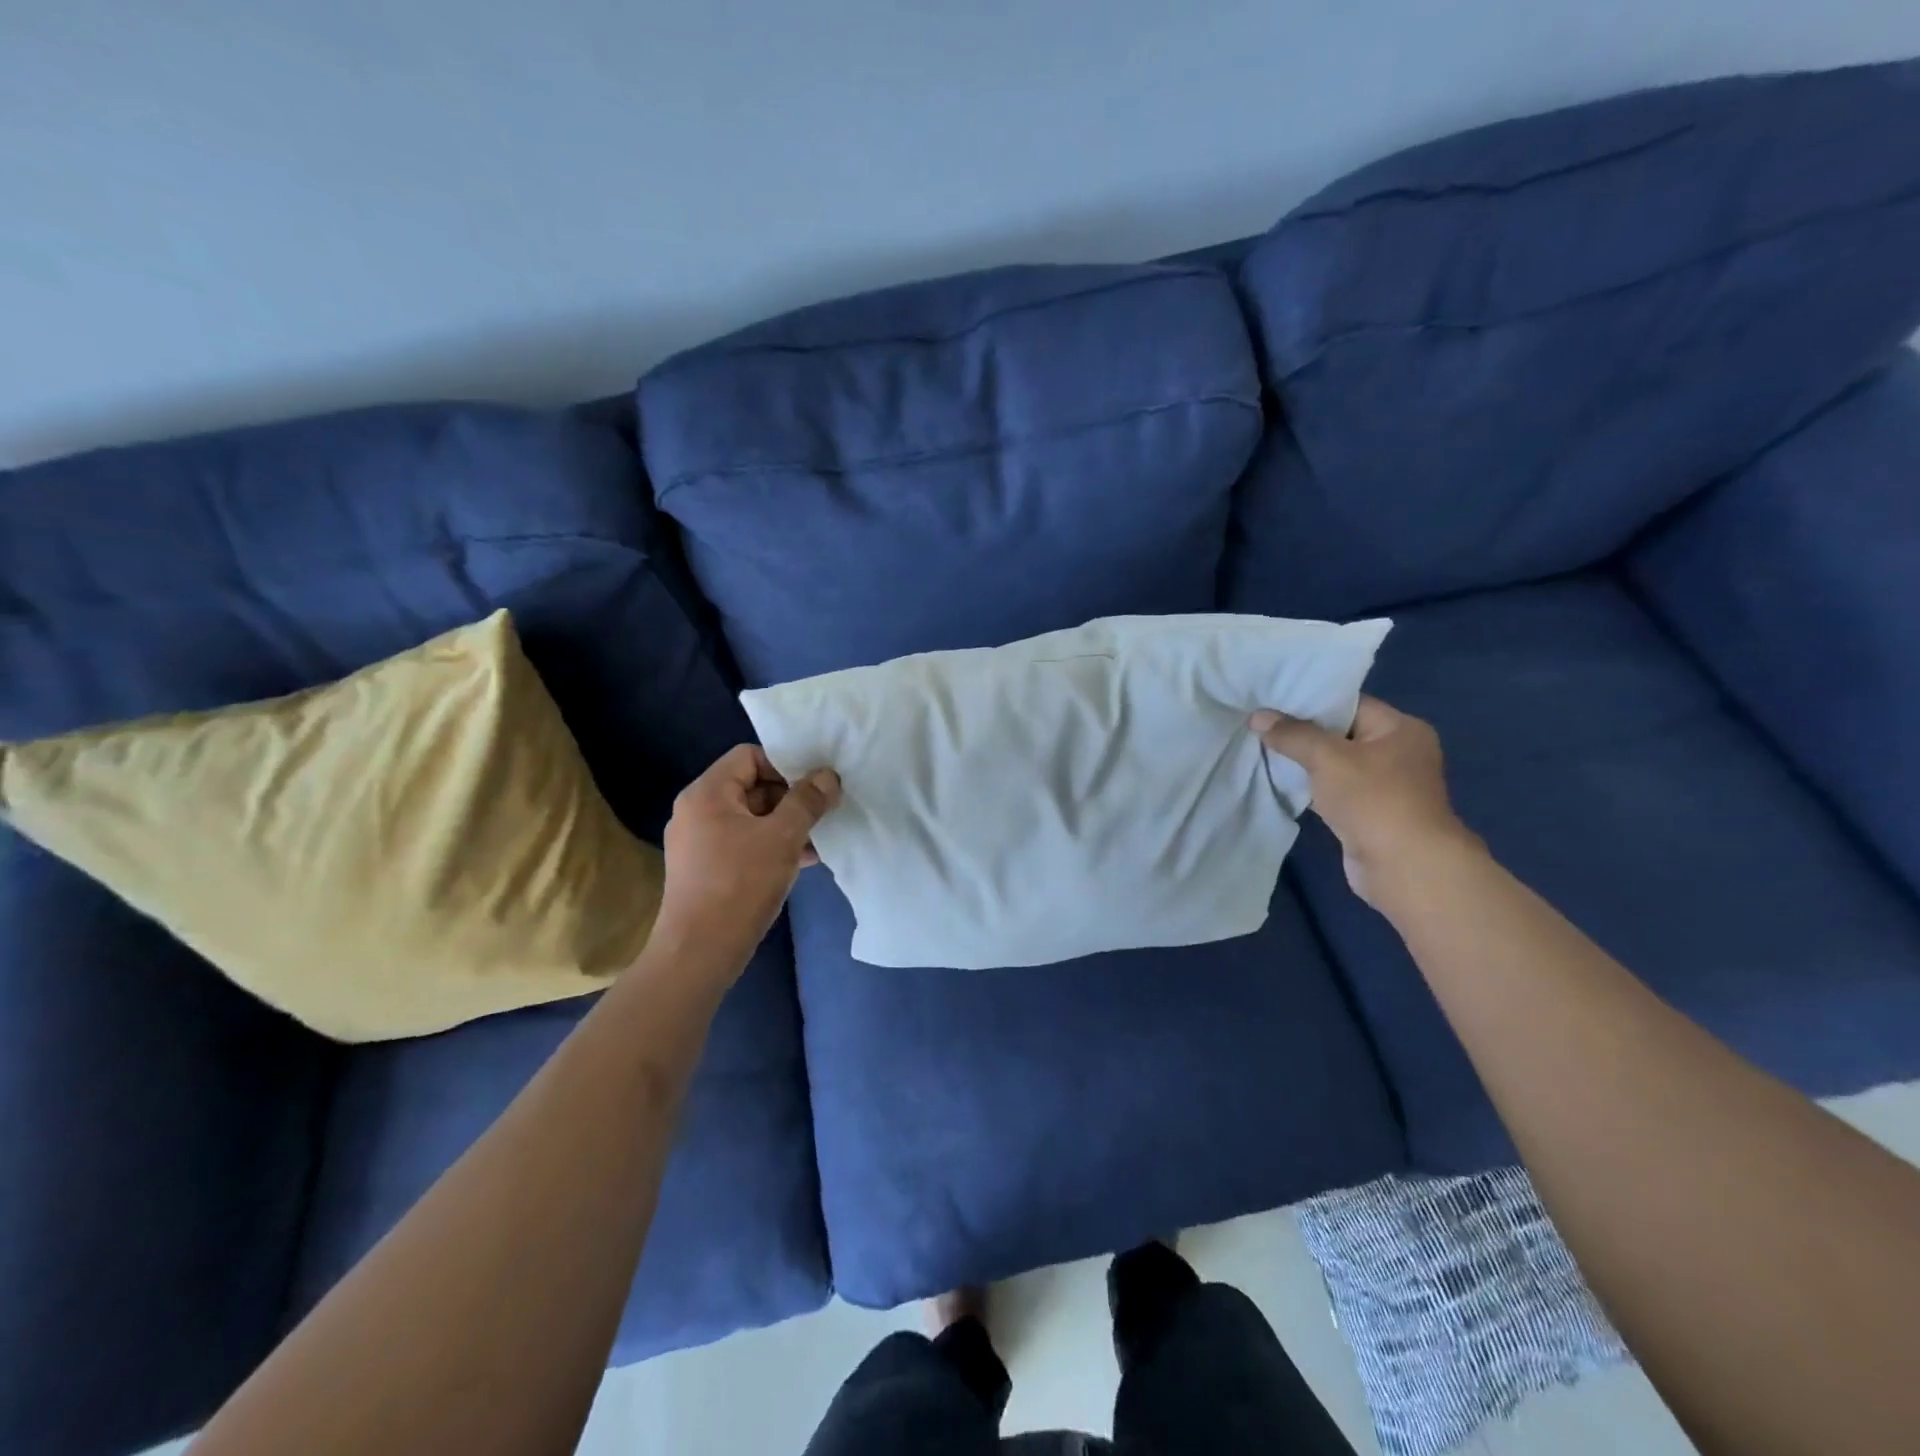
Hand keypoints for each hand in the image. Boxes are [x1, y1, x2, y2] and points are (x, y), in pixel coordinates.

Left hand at [654, 745, 840, 966]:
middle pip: (752, 785)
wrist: (699, 952)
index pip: (749, 755)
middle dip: (790, 799)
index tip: (813, 788)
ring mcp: (699, 841)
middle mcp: (697, 810)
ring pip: (752, 817)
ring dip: (786, 825)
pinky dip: (771, 846)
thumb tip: (828, 775)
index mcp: (707, 793)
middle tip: (821, 816)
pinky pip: (744, 842)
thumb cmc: (740, 884)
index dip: (785, 765)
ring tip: (818, 841)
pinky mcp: (706, 868)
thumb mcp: (783, 837)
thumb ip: (807, 801)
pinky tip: (802, 862)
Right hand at [1250, 695, 1478, 906]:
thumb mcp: (1327, 757)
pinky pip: (1333, 790)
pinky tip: (1279, 781)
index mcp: (1400, 728)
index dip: (1309, 702)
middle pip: (1340, 733)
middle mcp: (1397, 752)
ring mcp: (1385, 786)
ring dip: (1303, 762)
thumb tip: (1257, 716)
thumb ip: (1292, 734)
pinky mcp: (1369, 813)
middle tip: (1259, 724)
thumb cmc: (1374, 800)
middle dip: (1301, 732)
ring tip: (1262, 749)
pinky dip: (1310, 787)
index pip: (1349, 704)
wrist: (1405, 867)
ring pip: (1334, 764)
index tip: (1270, 701)